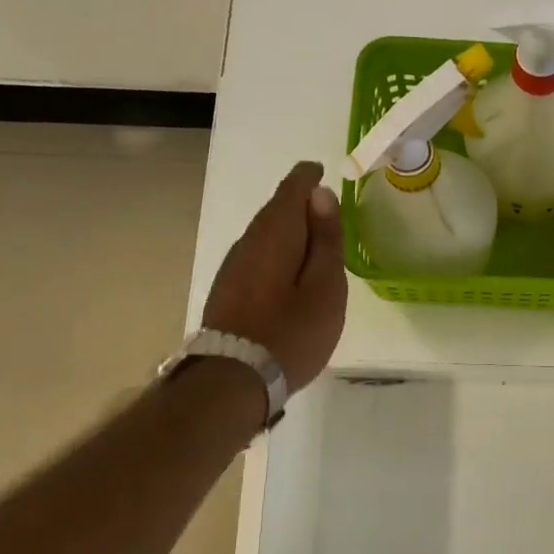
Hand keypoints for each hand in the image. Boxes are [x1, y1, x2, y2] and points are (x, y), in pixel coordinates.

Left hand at [202, 161, 345, 392]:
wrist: (235, 379)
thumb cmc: (292, 332)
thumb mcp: (326, 287)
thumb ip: (326, 240)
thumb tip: (321, 195)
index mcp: (276, 233)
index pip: (292, 188)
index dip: (309, 178)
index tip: (324, 174)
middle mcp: (249, 241)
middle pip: (275, 210)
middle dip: (300, 204)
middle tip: (326, 211)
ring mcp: (233, 266)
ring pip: (265, 234)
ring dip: (288, 231)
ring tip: (313, 244)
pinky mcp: (227, 290)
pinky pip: (257, 256)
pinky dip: (277, 253)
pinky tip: (289, 273)